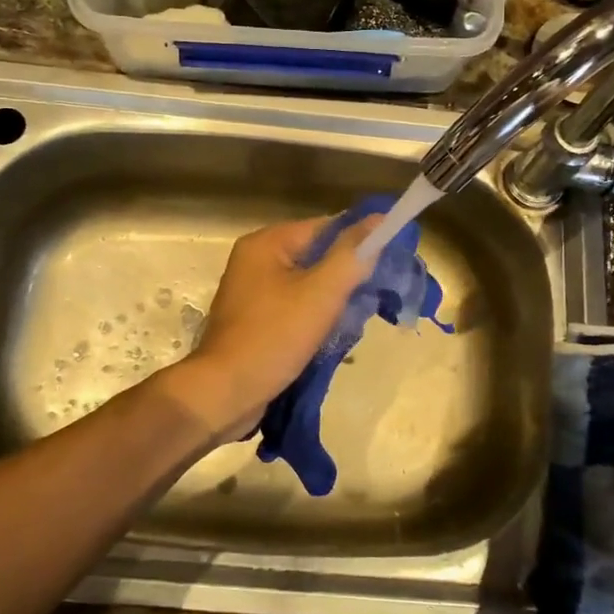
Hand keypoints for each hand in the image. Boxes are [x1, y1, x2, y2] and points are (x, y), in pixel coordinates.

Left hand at [165, 216, 381, 443]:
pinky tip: (333, 335)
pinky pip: (294, 307)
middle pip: (315, 256)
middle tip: (374, 297)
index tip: (388, 263)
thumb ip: (351, 255)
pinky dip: (315, 317)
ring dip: (333, 300)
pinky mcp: (254, 321)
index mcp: (266, 243)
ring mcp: (252, 292)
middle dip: (346, 275)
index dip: (358, 242)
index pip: (324, 228)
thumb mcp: (320, 293)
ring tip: (356, 319)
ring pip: (307, 285)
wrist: (225, 394)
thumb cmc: (274, 337)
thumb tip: (379, 219)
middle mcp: (255, 261)